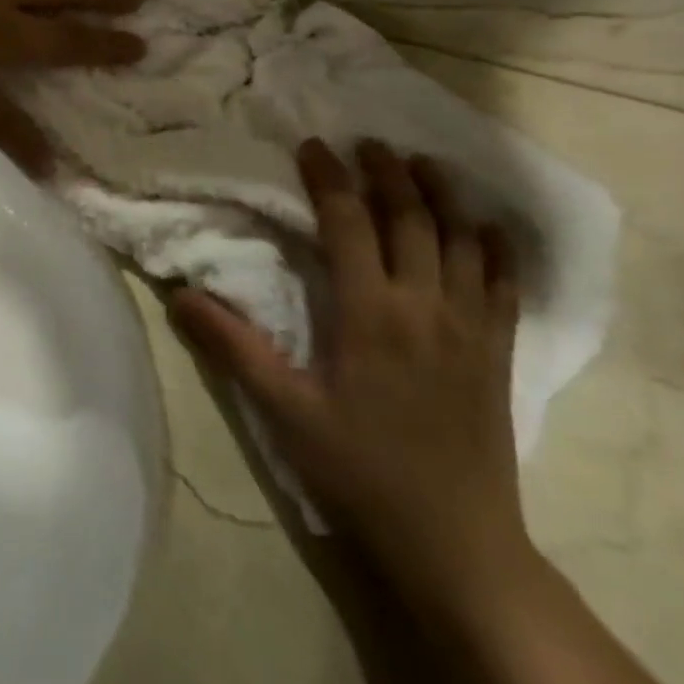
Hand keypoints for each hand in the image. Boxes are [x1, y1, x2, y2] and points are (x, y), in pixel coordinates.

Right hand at [171, 138, 532, 610]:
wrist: (456, 541)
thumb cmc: (361, 471)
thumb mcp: (285, 411)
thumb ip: (233, 347)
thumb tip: (179, 295)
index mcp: (371, 314)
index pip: (349, 224)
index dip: (330, 179)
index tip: (313, 146)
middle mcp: (425, 305)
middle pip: (412, 218)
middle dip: (388, 172)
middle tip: (369, 141)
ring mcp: (470, 326)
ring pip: (462, 239)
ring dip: (442, 195)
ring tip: (423, 163)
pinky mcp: (498, 351)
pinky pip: (505, 283)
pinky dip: (497, 247)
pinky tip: (489, 227)